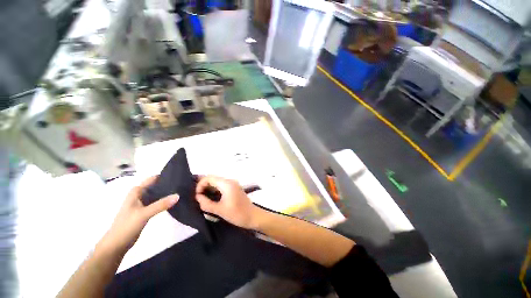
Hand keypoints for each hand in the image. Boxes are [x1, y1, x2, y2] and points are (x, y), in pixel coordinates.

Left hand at [97, 176, 178, 253]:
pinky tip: (174, 201)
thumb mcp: (144, 214)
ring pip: (157, 194)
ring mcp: (142, 203)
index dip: (165, 176)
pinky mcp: (145, 210)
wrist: (116, 244)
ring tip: (182, 190)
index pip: (153, 179)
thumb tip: (178, 195)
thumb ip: (161, 204)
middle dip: (168, 184)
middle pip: (156, 185)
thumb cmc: (126, 226)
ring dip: (167, 192)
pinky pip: (157, 201)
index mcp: (137, 191)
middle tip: (183, 184)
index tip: (179, 175)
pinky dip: (164, 200)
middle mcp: (140, 194)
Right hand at [195, 176, 260, 228]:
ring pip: (217, 182)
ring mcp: (233, 184)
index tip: (197, 196)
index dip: (200, 185)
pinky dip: (215, 190)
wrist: (252, 216)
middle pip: (213, 178)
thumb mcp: (219, 210)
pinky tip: (211, 198)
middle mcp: (230, 181)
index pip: (209, 178)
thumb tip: (197, 197)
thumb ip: (206, 203)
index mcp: (227, 184)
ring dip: (209, 188)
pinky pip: (222, 185)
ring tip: (202, 198)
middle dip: (203, 186)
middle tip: (198, 197)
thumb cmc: (237, 214)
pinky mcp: (234, 188)